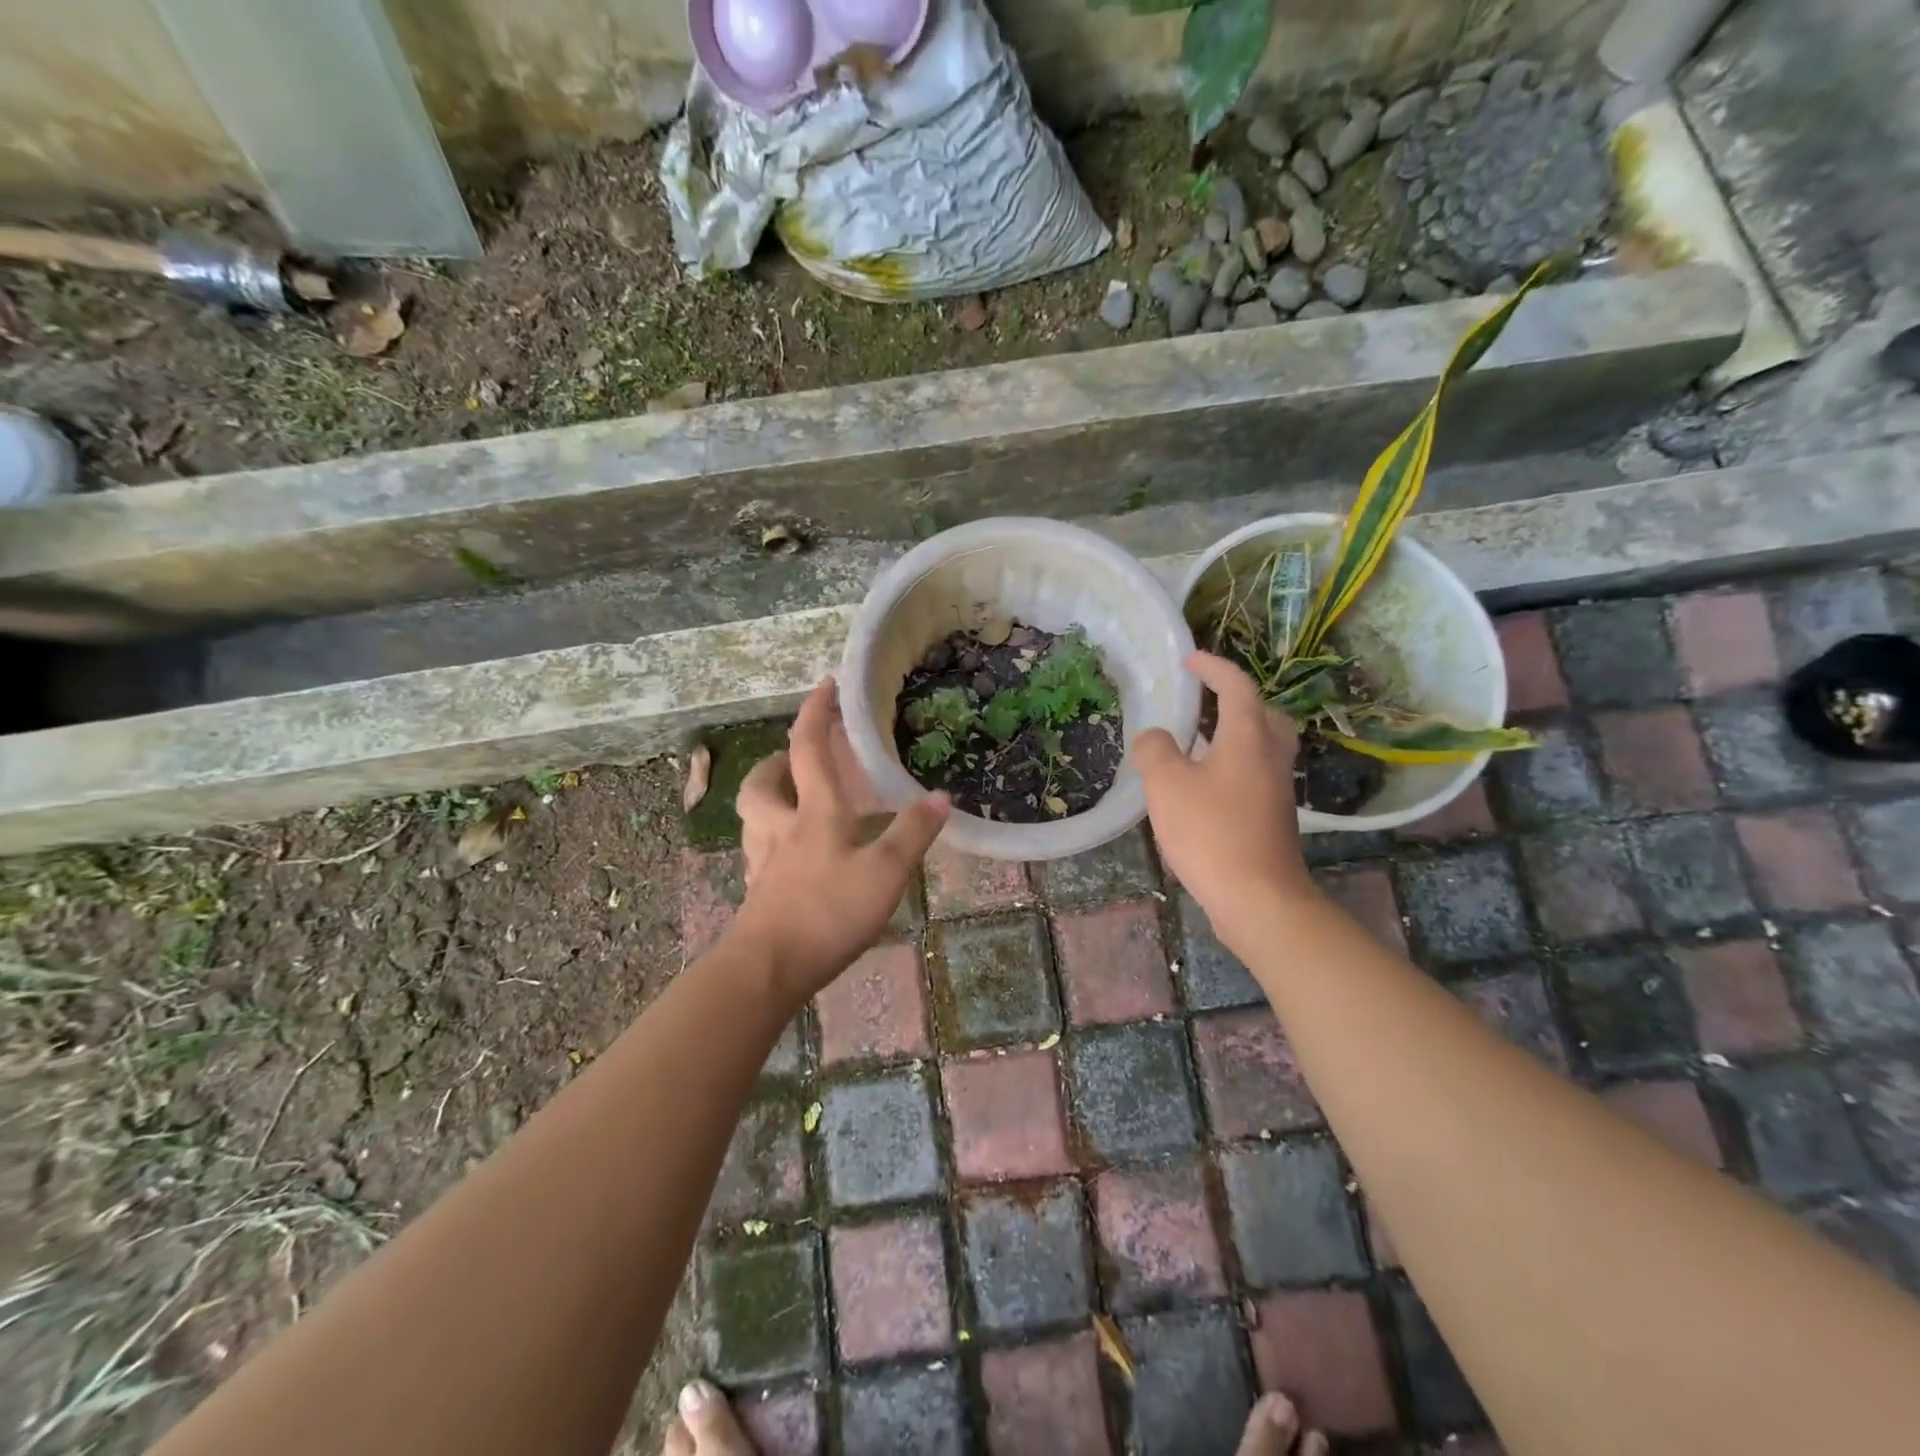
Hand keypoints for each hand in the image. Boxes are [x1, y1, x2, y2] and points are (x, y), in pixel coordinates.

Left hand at [731, 679, 949, 998]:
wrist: (768, 969)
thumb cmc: (827, 911)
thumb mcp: (885, 872)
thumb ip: (913, 833)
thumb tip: (941, 796)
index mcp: (814, 812)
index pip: (809, 747)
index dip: (816, 711)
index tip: (827, 684)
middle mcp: (781, 827)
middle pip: (763, 781)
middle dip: (777, 759)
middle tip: (798, 757)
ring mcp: (764, 860)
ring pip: (755, 815)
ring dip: (770, 795)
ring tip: (796, 800)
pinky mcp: (758, 892)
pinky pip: (760, 851)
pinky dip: (774, 839)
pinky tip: (793, 856)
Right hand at [1132, 652, 1314, 938]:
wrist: (1258, 898)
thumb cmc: (1211, 832)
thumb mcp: (1167, 785)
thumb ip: (1155, 751)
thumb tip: (1154, 738)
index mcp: (1248, 738)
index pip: (1236, 687)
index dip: (1213, 667)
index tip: (1189, 660)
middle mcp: (1270, 757)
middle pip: (1264, 714)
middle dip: (1237, 700)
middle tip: (1206, 702)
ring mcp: (1277, 790)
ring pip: (1264, 746)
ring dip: (1236, 735)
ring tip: (1199, 742)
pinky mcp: (1274, 818)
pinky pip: (1256, 775)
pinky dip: (1234, 765)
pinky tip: (1205, 786)